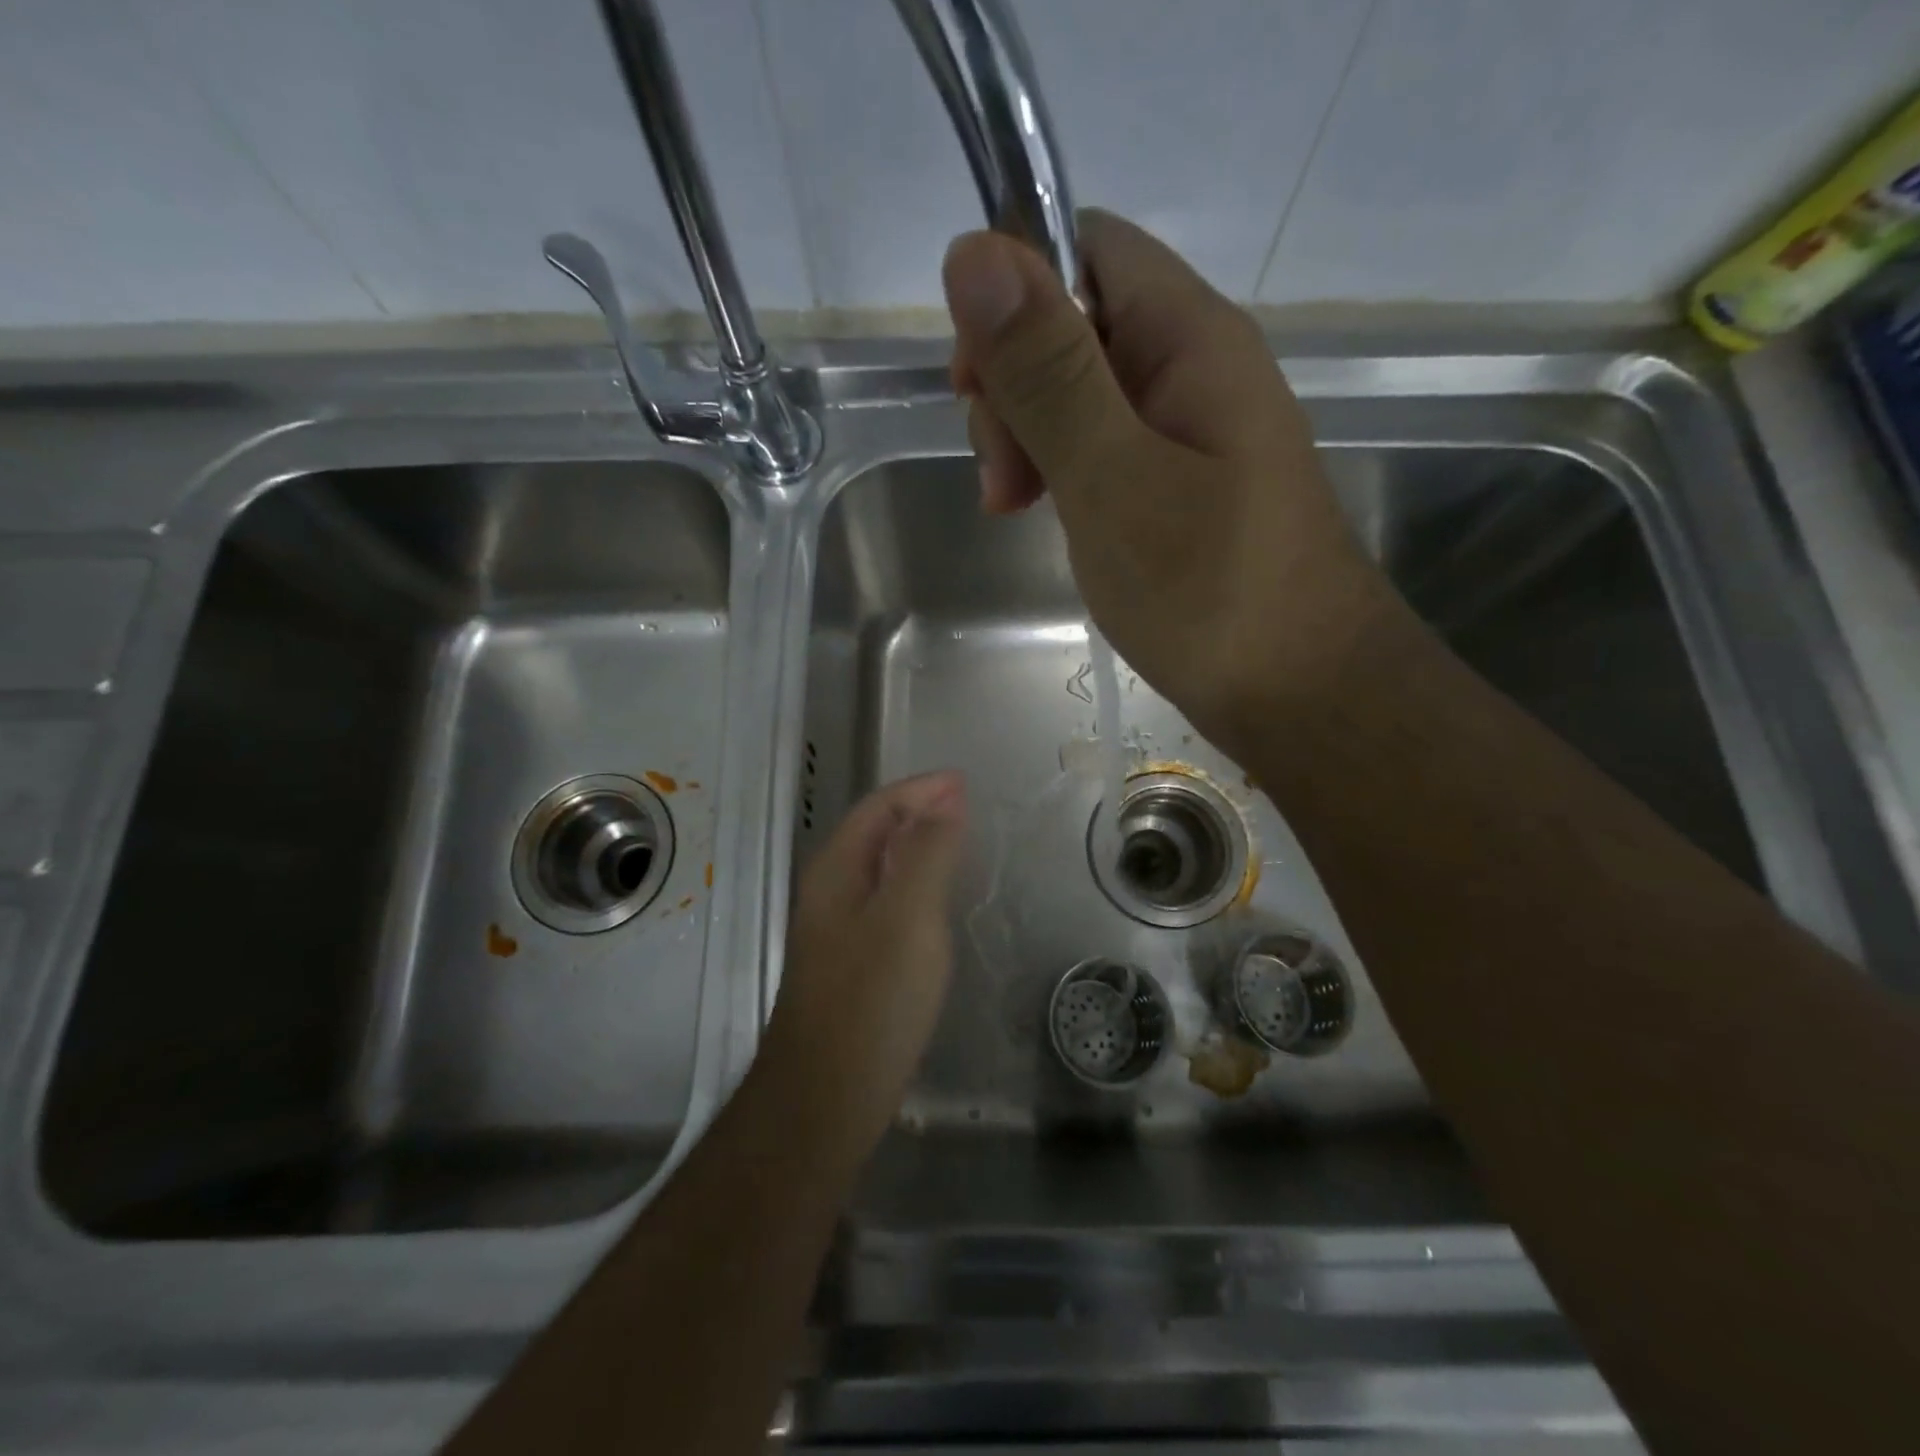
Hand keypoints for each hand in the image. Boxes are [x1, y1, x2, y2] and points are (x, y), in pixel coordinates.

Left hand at [760, 773, 967, 1155]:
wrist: (825, 1099)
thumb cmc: (871, 1002)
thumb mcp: (908, 918)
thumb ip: (927, 854)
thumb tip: (945, 802)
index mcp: (836, 870)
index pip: (878, 807)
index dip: (922, 789)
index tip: (966, 783)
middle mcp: (830, 892)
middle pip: (875, 831)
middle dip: (919, 811)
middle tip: (968, 808)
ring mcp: (838, 930)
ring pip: (881, 868)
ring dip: (918, 846)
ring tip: (960, 841)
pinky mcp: (852, 964)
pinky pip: (886, 902)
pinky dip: (915, 884)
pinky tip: (937, 902)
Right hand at [943, 209, 1397, 752]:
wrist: (1304, 691)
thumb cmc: (1209, 591)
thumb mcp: (1113, 478)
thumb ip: (1048, 373)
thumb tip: (973, 252)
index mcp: (1188, 337)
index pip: (1083, 248)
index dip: (1012, 297)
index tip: (976, 390)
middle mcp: (1193, 365)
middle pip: (1074, 322)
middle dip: (1014, 385)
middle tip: (1002, 479)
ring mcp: (1190, 428)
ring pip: (1081, 390)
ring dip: (1029, 435)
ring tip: (1013, 507)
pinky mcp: (1181, 482)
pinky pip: (1104, 445)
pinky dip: (1060, 470)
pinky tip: (1044, 516)